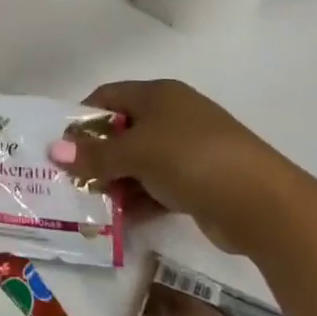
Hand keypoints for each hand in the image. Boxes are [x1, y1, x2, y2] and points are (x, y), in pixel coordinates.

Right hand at [49, 80, 305, 253]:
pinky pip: (157, 187)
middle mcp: (173, 116)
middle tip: (69, 179)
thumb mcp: (136, 153)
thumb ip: (95, 155)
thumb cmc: (191, 159)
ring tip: (88, 204)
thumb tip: (53, 151)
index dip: (82, 117)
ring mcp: (189, 150)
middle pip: (123, 131)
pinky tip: (118, 220)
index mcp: (159, 95)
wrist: (262, 203)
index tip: (60, 144)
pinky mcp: (199, 182)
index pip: (109, 96)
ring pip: (140, 162)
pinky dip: (138, 200)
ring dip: (115, 182)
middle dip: (96, 155)